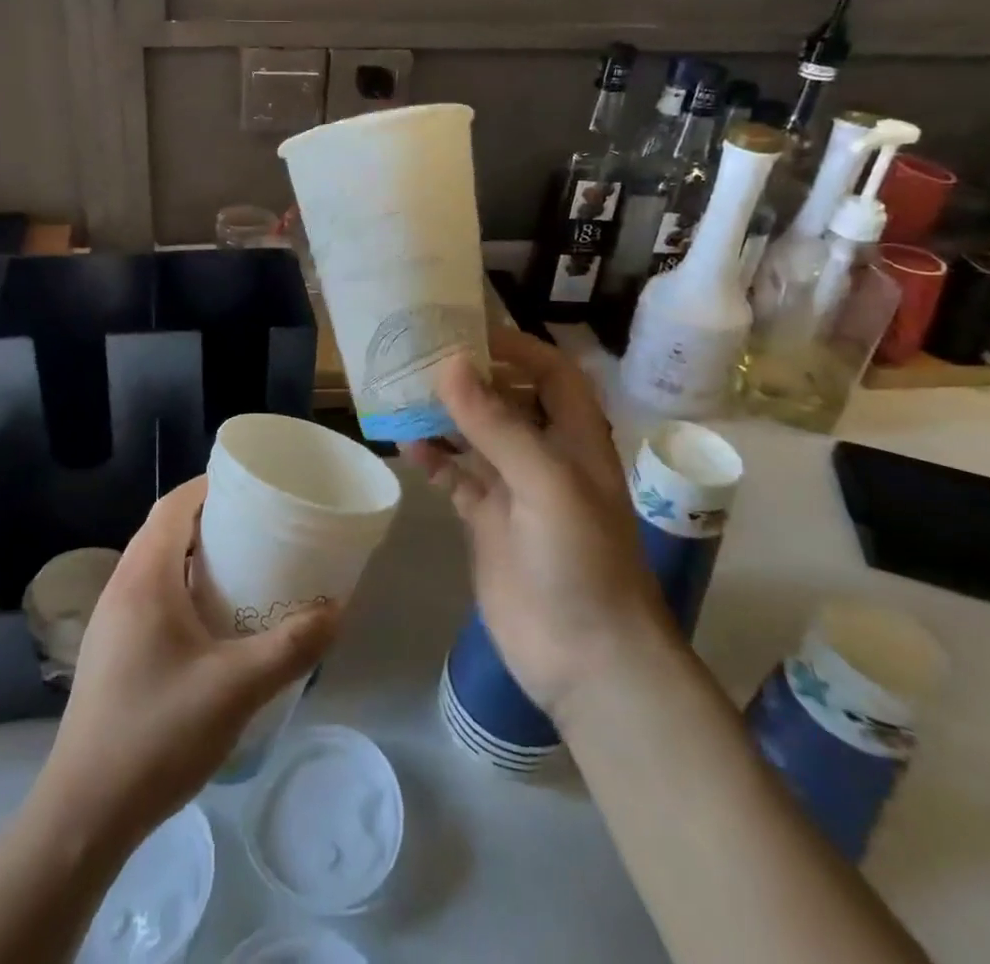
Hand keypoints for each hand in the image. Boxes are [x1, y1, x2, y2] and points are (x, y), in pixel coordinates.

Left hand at [31, 477, 339, 850]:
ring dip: (195, 557)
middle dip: (209, 520)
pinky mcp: (110, 651)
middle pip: (165, 531)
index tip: (250, 486)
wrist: (84, 813)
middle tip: (257, 527)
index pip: (173, 506)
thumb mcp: (236, 688)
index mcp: (145, 577)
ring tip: (242, 568)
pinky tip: (211, 623)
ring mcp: (110, 621)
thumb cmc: (158, 732)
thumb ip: (291, 646)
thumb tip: (337, 611)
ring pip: (155, 565)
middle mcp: (121, 587)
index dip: (209, 486)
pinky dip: (181, 588)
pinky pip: (149, 595)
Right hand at [405, 328, 671, 714]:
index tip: (467, 332)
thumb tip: (450, 364)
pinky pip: (456, 478)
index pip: (551, 373)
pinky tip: (405, 447)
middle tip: (420, 357)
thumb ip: (496, 424)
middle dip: (470, 377)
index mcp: (575, 438)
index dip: (517, 348)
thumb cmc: (581, 559)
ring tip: (402, 394)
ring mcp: (513, 490)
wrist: (587, 657)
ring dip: (444, 416)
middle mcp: (544, 456)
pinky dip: (433, 460)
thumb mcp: (545, 482)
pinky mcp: (487, 521)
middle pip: (507, 400)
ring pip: (475, 437)